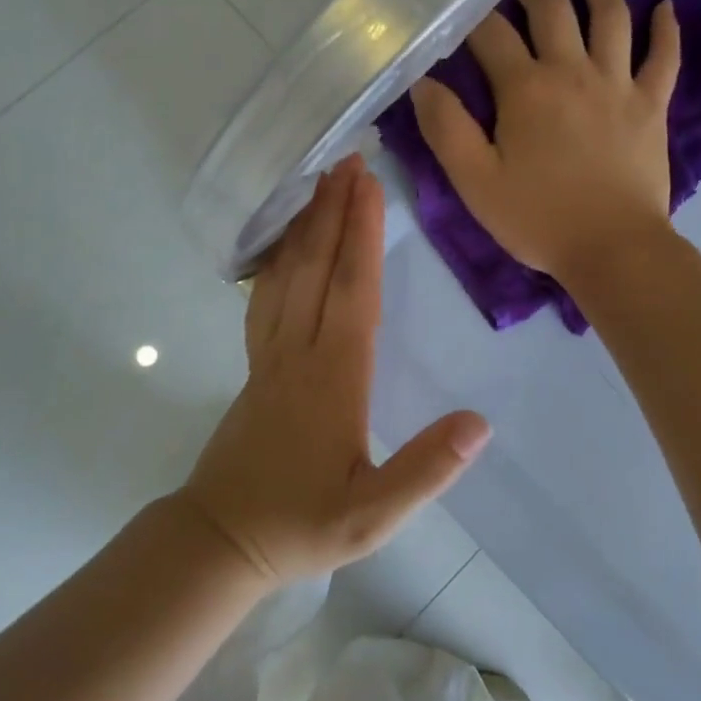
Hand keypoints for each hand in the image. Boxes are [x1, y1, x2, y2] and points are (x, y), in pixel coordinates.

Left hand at [179, 156, 489, 585]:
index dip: (361, 236)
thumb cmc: (302, 526)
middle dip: (334, 210)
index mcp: (332, 378)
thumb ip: (425, 470)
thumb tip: (480, 422)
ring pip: (285, 274)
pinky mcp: (255, 363)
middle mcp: (296, 352)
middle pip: (316, 267)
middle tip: (348, 159)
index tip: (369, 186)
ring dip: (306, 224)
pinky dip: (277, 257)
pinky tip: (285, 242)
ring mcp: (269, 355)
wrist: (221, 541)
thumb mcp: (373, 516)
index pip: (351, 292)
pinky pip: (265, 294)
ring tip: (320, 182)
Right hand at [410, 0, 680, 284]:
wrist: (613, 249)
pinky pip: (663, 58)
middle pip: (552, 10)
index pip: (492, 34)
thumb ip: (446, 128)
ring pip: (611, 16)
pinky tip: (665, 6)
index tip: (462, 4)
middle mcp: (572, 71)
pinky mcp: (651, 105)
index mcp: (525, 88)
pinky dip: (665, 30)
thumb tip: (424, 82)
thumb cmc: (538, 218)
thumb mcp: (475, 181)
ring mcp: (618, 84)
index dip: (474, 15)